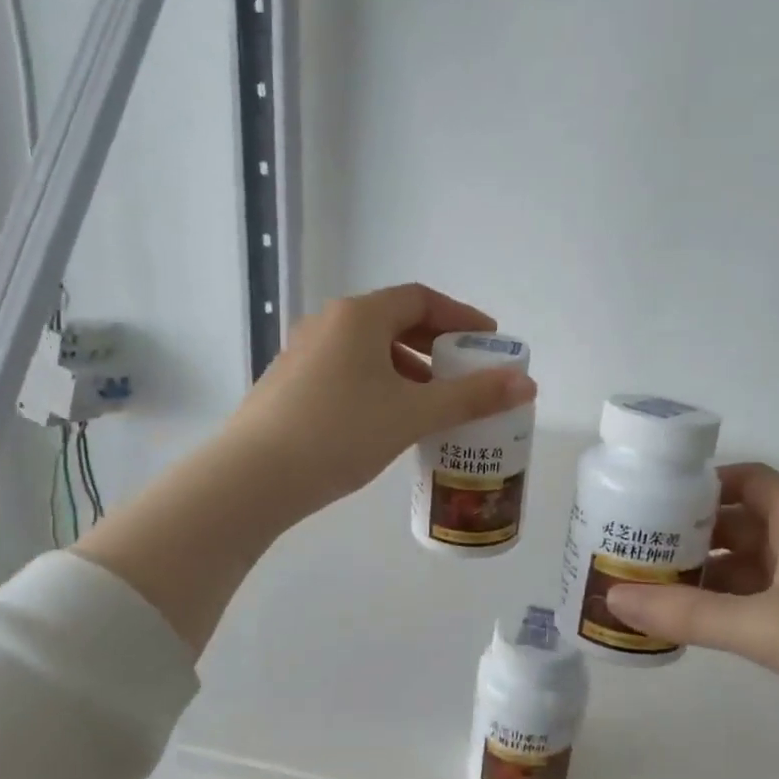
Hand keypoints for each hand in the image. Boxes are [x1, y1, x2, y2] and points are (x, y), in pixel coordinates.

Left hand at [226, 283, 536, 517]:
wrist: (252, 478)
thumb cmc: (340, 433)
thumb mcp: (413, 414)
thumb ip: (471, 396)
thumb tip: (526, 383)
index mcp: (359, 317)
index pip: (420, 299)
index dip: (460, 317)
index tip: (488, 341)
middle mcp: (328, 324)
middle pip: (394, 322)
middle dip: (436, 346)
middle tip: (466, 373)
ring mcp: (303, 354)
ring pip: (369, 350)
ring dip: (408, 369)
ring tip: (433, 402)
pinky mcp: (290, 385)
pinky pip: (348, 371)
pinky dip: (380, 384)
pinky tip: (390, 420)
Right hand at [604, 464, 778, 778]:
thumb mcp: (769, 627)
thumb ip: (689, 615)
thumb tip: (613, 600)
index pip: (746, 481)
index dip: (701, 483)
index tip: (650, 497)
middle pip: (740, 526)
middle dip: (689, 535)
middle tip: (630, 548)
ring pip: (748, 572)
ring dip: (703, 578)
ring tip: (644, 589)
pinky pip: (760, 610)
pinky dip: (725, 613)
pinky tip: (688, 629)